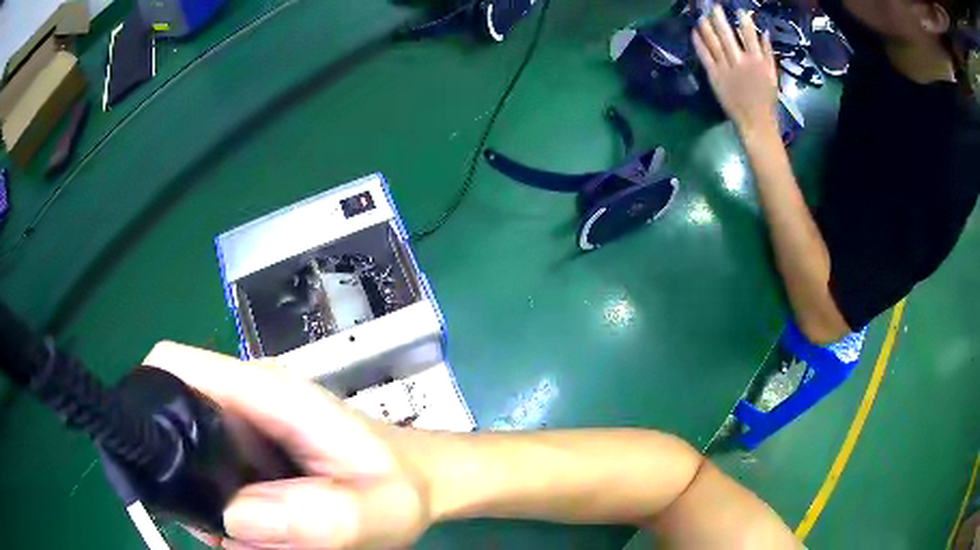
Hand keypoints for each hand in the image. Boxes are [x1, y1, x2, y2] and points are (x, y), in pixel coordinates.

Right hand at [143, 342, 434, 548]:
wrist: (419, 482)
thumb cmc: (401, 488)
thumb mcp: (373, 511)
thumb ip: (314, 517)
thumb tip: (235, 516)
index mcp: (267, 393)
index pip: (176, 365)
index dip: (145, 398)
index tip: (140, 455)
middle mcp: (248, 399)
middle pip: (177, 416)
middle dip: (177, 472)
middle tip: (208, 527)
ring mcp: (247, 424)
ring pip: (194, 452)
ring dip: (203, 498)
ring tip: (242, 538)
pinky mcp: (252, 449)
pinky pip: (215, 471)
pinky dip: (221, 504)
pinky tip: (253, 533)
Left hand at [693, 7, 778, 136]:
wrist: (756, 122)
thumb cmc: (766, 99)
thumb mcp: (772, 76)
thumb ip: (768, 53)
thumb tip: (764, 32)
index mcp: (757, 62)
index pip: (748, 35)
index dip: (743, 20)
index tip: (738, 10)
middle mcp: (741, 62)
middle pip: (727, 35)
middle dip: (719, 18)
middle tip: (713, 6)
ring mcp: (726, 69)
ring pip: (714, 43)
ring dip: (706, 26)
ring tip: (701, 15)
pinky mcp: (715, 77)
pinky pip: (705, 56)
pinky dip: (699, 43)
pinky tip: (694, 32)